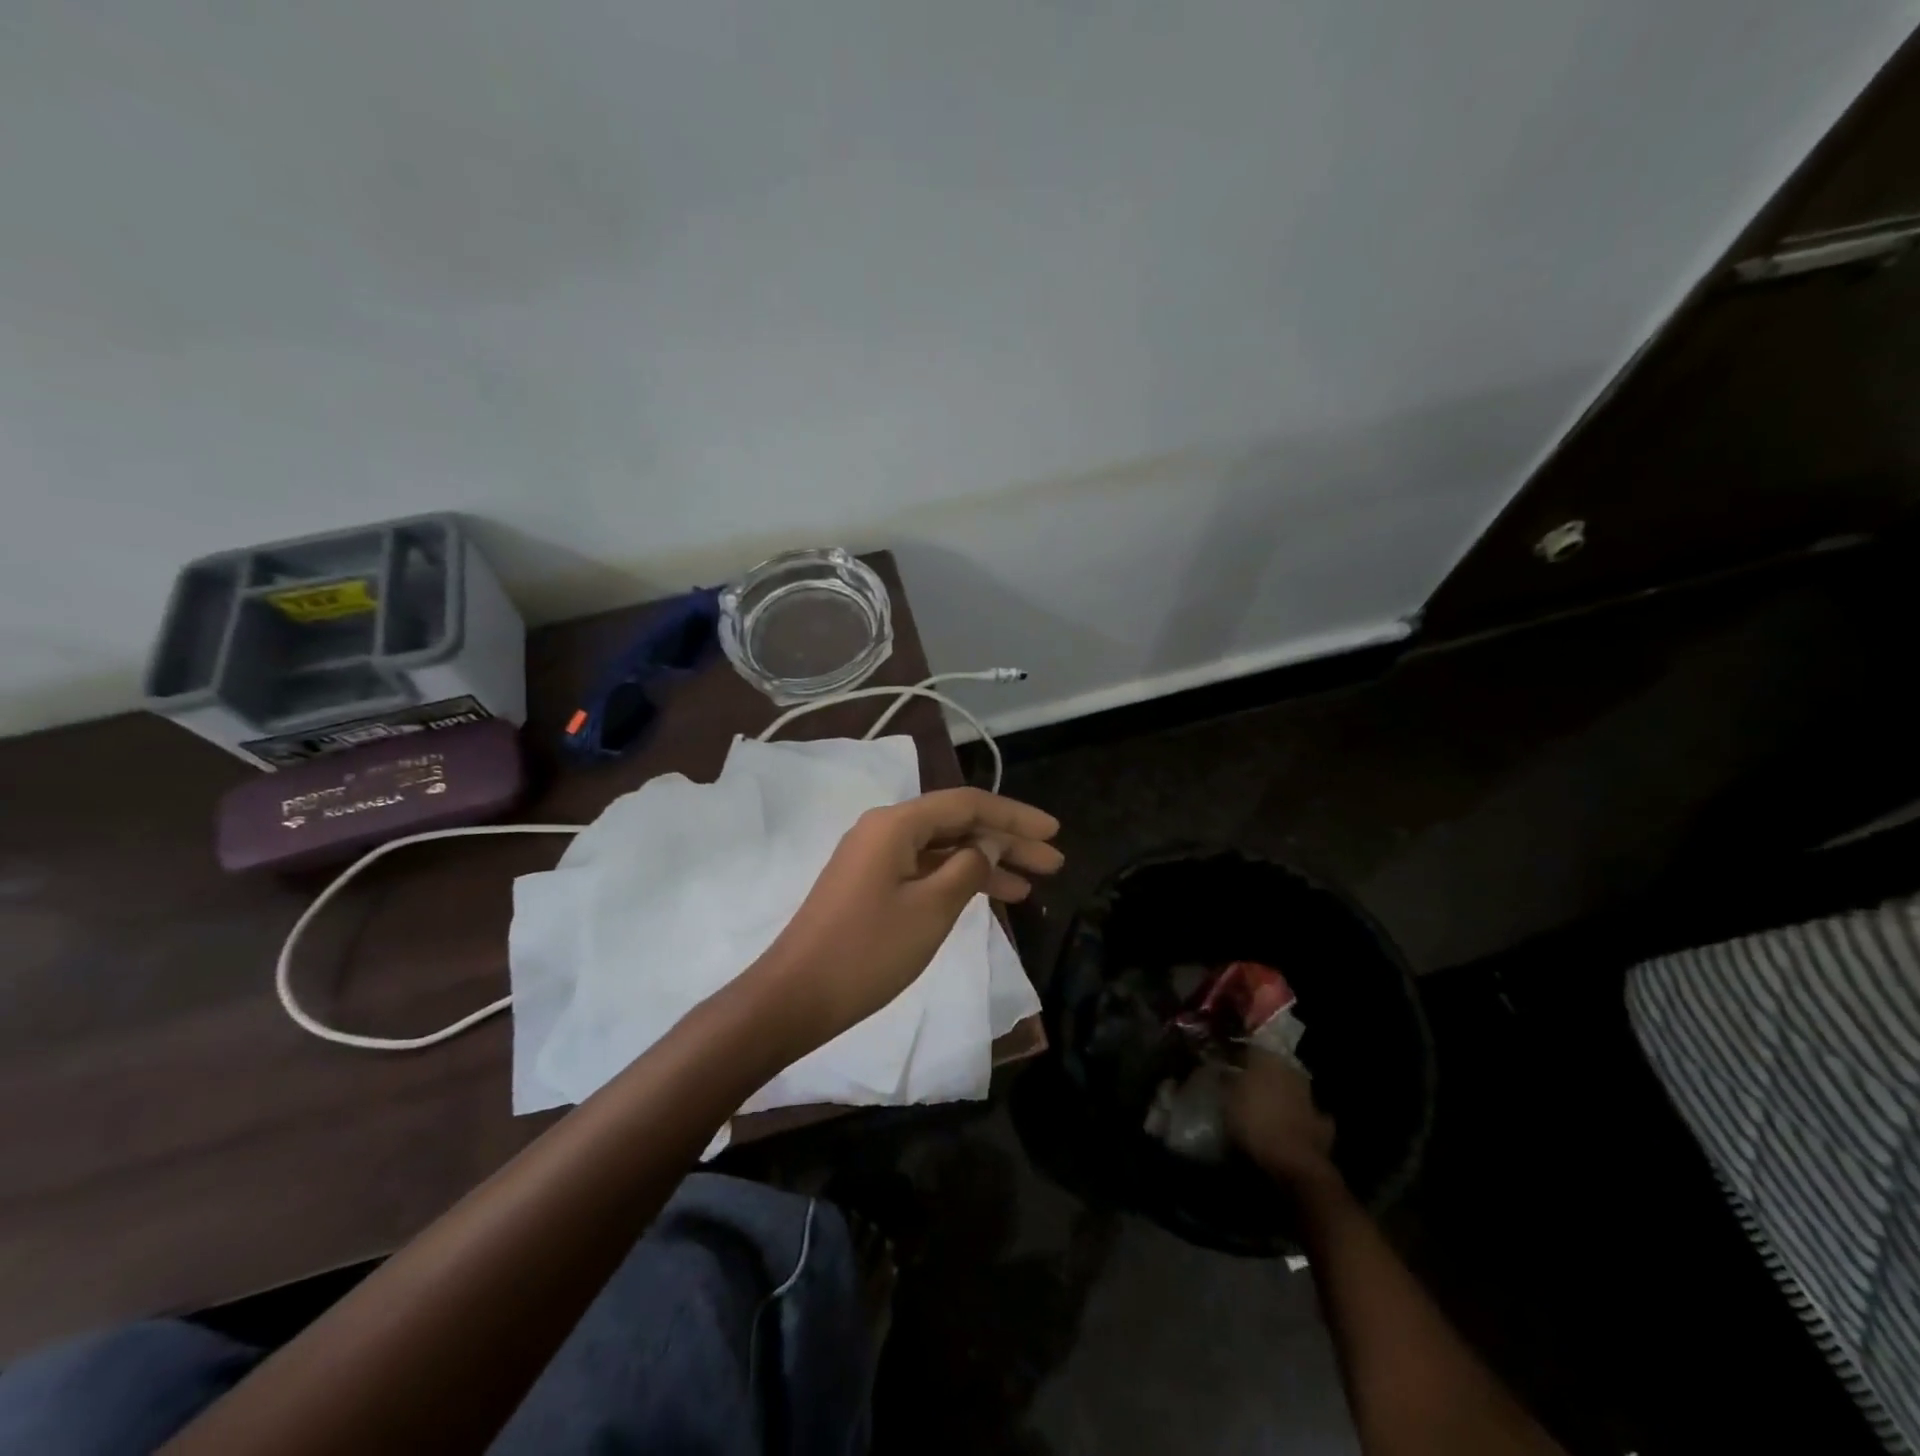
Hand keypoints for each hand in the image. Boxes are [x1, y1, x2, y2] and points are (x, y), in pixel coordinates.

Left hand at [750, 788, 1063, 1052]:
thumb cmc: (868, 951)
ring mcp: (875, 859)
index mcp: (896, 824)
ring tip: (1032, 886)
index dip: (1015, 816)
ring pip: (942, 850)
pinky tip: (986, 896)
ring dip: (985, 864)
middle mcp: (884, 830)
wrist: (795, 997)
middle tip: (1053, 863)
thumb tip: (987, 845)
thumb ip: (968, 868)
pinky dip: (957, 880)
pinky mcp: (870, 885)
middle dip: (1006, 841)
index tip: (1054, 833)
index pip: (968, 804)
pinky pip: (924, 871)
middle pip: (957, 824)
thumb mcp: (931, 909)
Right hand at [1227, 1047, 1338, 1189]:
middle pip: (1272, 1066)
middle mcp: (1291, 1070)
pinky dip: (1297, 1118)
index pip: (1249, 1047)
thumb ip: (1225, 1079)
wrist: (1295, 1162)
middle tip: (1243, 1083)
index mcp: (1267, 1058)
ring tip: (1263, 1106)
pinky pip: (1305, 1115)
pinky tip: (1287, 1126)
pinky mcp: (1322, 1124)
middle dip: (1259, 1073)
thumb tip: (1222, 1068)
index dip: (1235, 1054)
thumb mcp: (1227, 1098)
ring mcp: (1310, 1097)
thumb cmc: (1254, 1122)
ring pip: (1290, 1087)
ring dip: (1279, 1094)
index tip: (1223, 1062)